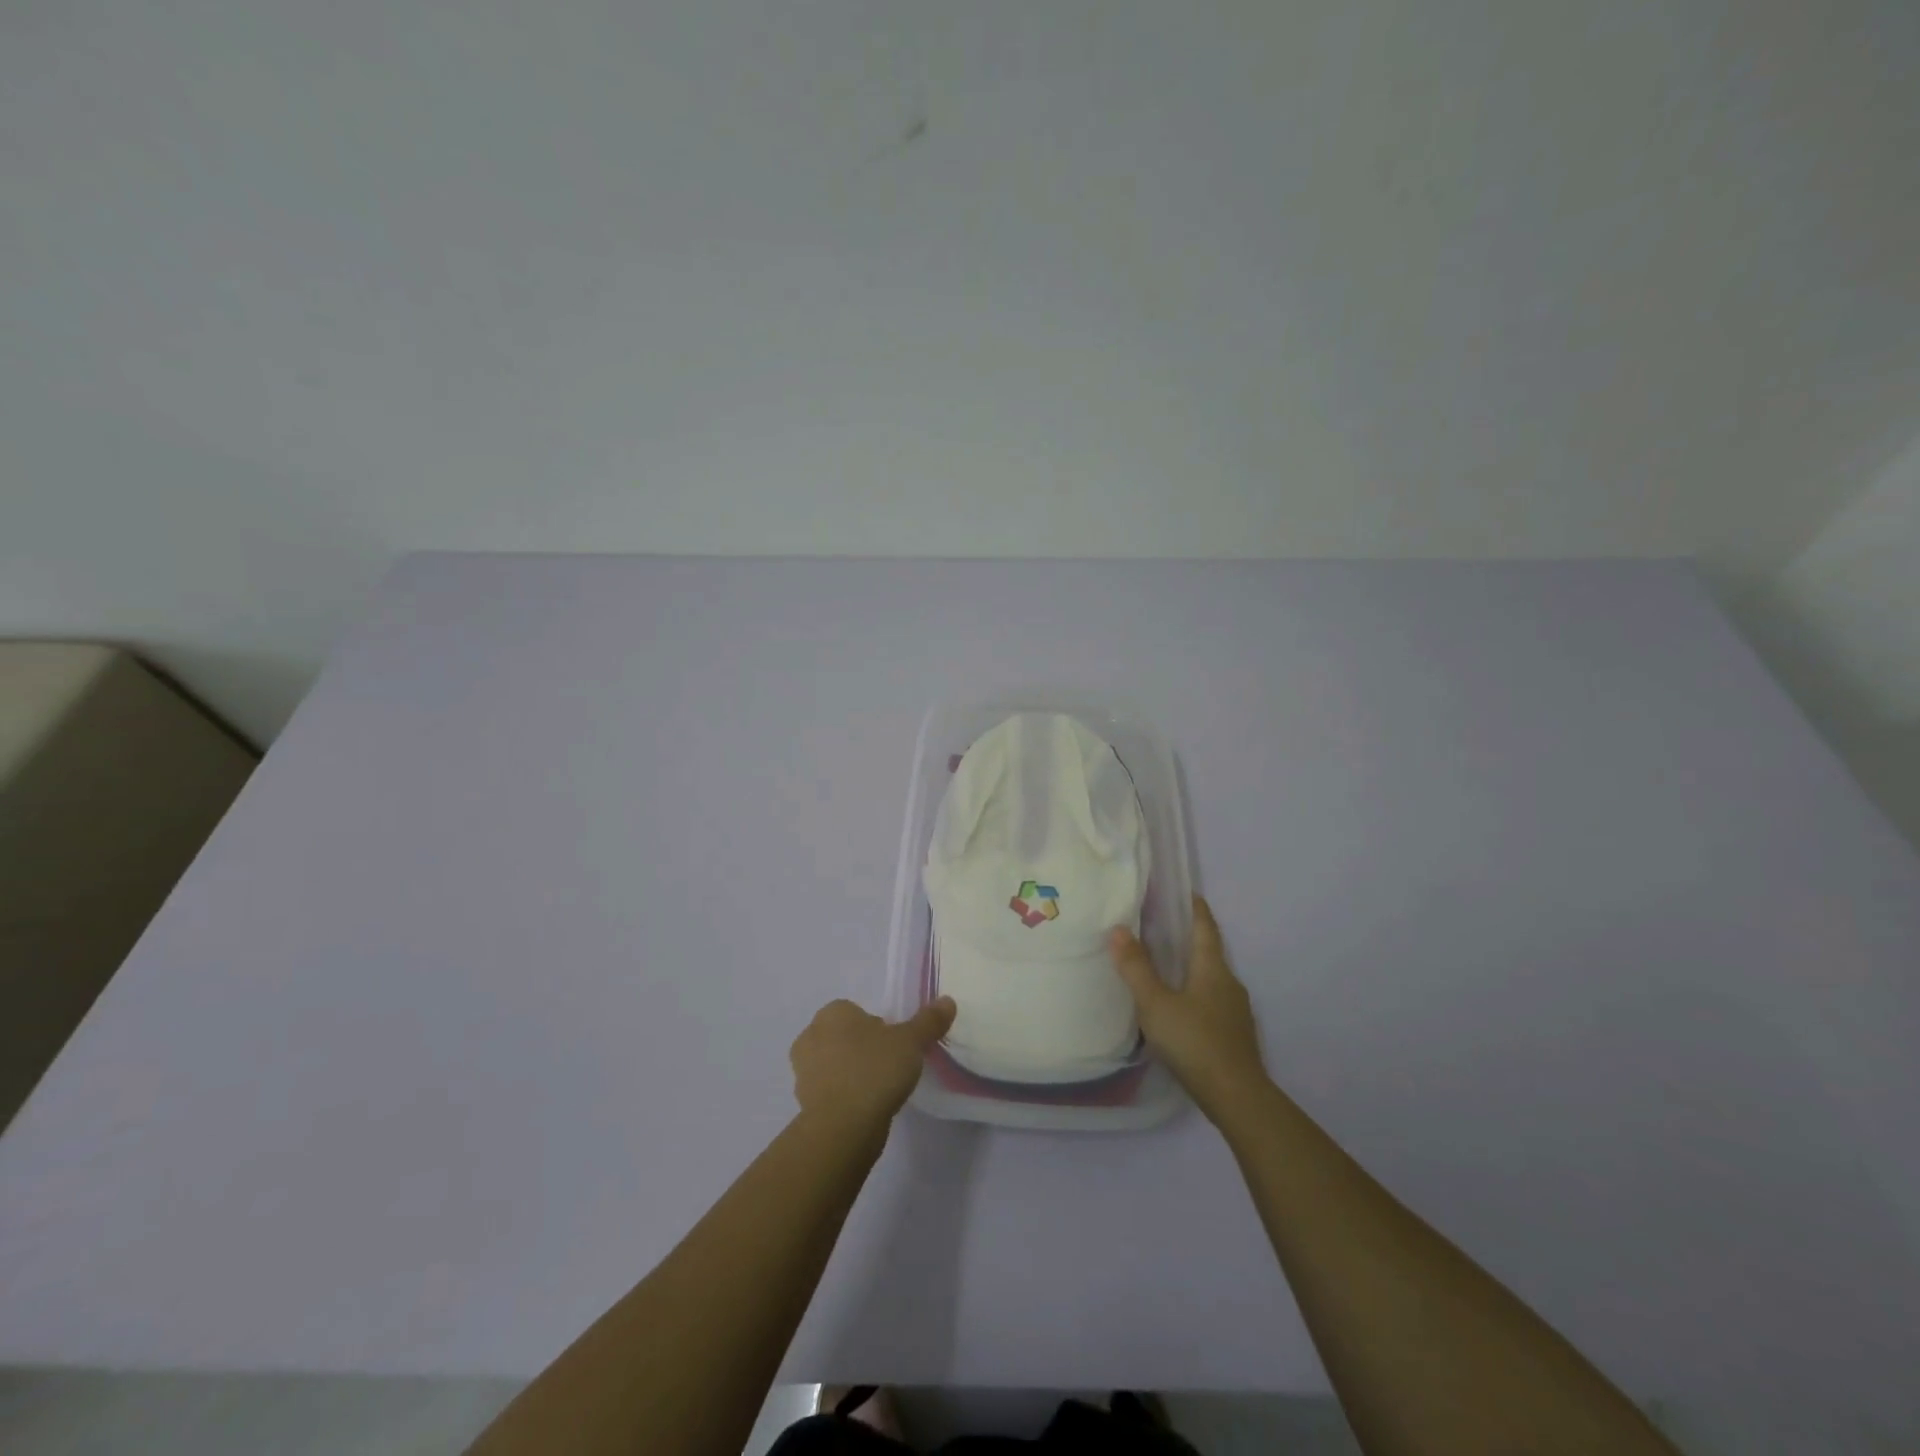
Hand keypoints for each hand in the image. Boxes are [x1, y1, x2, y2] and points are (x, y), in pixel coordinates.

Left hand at [790, 996, 956, 1137]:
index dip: (878, 1027)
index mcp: (832, 1013)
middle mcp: (811, 1035)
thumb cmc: (875, 1070)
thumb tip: (947, 1000)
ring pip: (835, 1064)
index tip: (895, 1046)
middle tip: (889, 1067)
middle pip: (844, 1036)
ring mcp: (803, 1071)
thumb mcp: (911, 1041)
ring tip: (879, 1090)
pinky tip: (865, 1109)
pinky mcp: (804, 1103)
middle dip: (862, 1048)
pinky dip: (844, 1097)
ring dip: (852, 1073)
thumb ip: (928, 1021)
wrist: (843, 1127)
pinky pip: (830, 1091)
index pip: (856, 1012)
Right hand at [1109, 896, 1268, 1122]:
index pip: (1205, 928)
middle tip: (1161, 927)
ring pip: (1211, 979)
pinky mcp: (1234, 1035)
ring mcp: (1235, 1011)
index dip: (1195, 908)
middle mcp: (1229, 983)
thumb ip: (1136, 968)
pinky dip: (1195, 993)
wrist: (1237, 1097)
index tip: (1186, 892)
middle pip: (1209, 952)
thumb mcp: (1156, 1003)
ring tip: (1164, 967)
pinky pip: (1212, 1002)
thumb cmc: (1194, 1042)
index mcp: (1212, 968)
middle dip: (1189, 938)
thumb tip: (1117, 929)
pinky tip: (1179, 1007)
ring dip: (1191, 968)